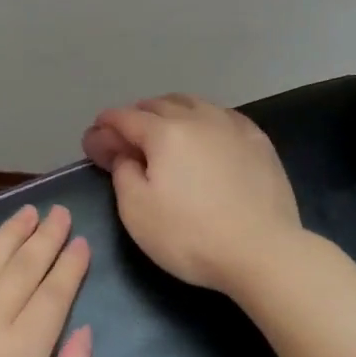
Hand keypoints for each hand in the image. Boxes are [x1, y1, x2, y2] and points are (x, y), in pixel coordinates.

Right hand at [83, 94, 301, 293]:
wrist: (262, 252)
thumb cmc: (189, 235)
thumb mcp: (136, 211)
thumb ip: (122, 173)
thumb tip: (123, 153)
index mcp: (165, 132)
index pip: (125, 117)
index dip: (105, 126)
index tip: (94, 139)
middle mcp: (199, 118)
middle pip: (159, 104)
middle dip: (136, 116)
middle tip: (126, 138)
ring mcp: (234, 127)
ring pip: (194, 104)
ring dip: (171, 112)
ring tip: (163, 131)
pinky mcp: (259, 142)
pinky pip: (223, 117)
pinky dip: (204, 120)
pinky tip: (205, 136)